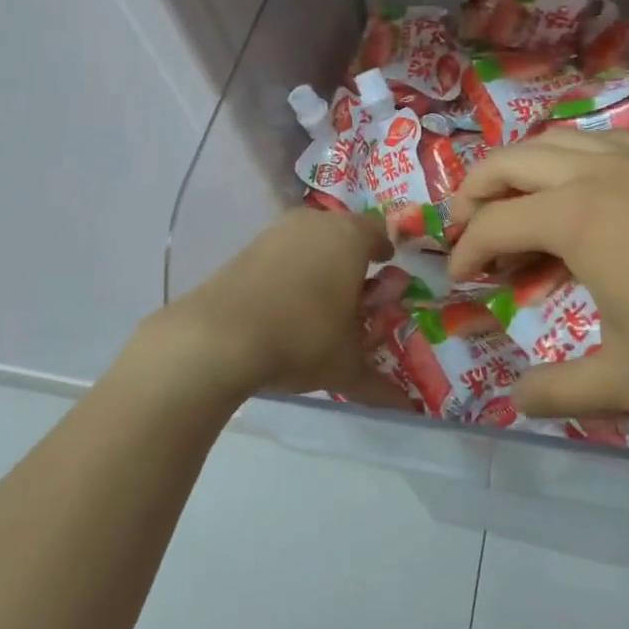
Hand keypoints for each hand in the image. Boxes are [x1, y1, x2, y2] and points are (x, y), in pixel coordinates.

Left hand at [154, 209, 403, 409]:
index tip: (386, 266)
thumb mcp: (346, 366)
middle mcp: (315, 223)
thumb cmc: (303, 338)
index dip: (384, 249)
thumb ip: (379, 383)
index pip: (378, 231)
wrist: (221, 336)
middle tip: (355, 288)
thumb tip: (406, 406)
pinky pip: (280, 251)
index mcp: (350, 238)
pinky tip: (284, 301)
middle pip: (342, 231)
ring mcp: (277, 231)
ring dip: (317, 260)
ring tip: (318, 297)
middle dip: (350, 256)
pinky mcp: (246, 247)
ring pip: (308, 238)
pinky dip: (288, 268)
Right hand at [446, 131, 628, 422]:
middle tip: (464, 222)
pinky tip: (590, 188)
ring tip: (516, 197)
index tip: (458, 278)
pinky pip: (607, 141)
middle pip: (511, 160)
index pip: (493, 224)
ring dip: (522, 164)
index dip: (464, 251)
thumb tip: (514, 401)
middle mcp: (598, 173)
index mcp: (574, 218)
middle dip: (475, 188)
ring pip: (559, 139)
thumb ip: (561, 392)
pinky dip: (574, 157)